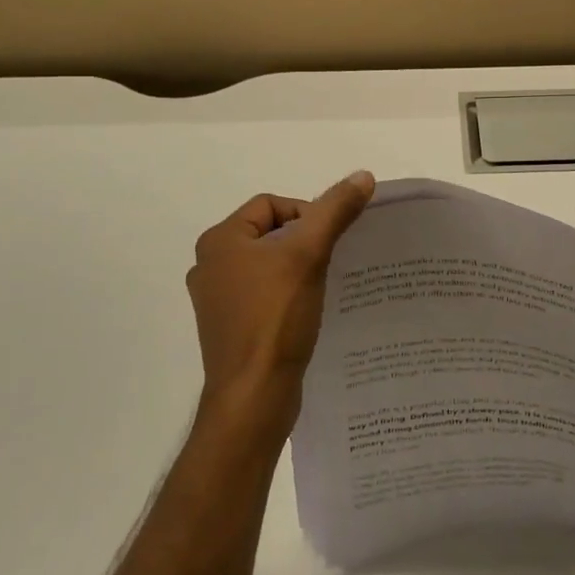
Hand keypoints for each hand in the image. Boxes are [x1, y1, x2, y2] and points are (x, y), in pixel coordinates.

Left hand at [187, 171, 374, 442]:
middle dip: (305, 244)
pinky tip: (311, 312)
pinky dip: (289, 297)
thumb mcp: (309, 254)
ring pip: (269, 267)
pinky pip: (265, 296)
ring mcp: (218, 301)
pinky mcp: (231, 329)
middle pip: (271, 234)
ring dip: (299, 270)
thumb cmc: (275, 318)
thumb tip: (363, 176)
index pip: (271, 205)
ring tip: (325, 286)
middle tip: (331, 263)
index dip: (307, 215)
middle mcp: (211, 266)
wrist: (253, 398)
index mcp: (219, 241)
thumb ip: (335, 211)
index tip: (329, 241)